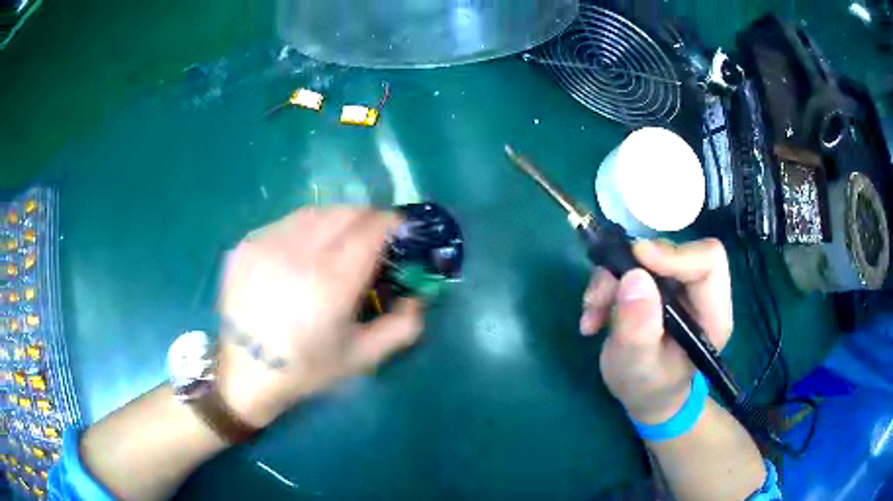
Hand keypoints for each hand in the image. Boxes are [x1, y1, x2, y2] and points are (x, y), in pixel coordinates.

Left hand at [215, 207, 423, 427]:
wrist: (245, 374)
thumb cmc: (306, 370)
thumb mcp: (363, 358)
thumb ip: (403, 327)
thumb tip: (419, 297)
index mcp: (331, 281)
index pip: (372, 228)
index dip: (392, 223)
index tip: (399, 232)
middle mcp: (298, 253)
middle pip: (345, 211)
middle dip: (367, 219)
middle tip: (372, 239)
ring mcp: (266, 244)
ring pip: (314, 211)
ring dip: (336, 220)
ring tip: (338, 242)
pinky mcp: (245, 245)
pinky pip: (285, 222)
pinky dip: (304, 229)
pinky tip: (302, 252)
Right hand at [579, 239, 732, 423]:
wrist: (645, 394)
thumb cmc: (647, 388)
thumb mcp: (637, 368)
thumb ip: (638, 330)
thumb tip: (633, 277)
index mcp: (713, 315)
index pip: (708, 261)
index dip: (674, 255)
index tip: (635, 263)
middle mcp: (700, 292)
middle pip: (672, 252)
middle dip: (629, 269)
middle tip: (600, 299)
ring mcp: (678, 285)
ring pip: (645, 256)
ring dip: (611, 280)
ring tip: (593, 314)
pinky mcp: (658, 283)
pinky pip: (630, 265)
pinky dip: (607, 284)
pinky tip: (595, 314)